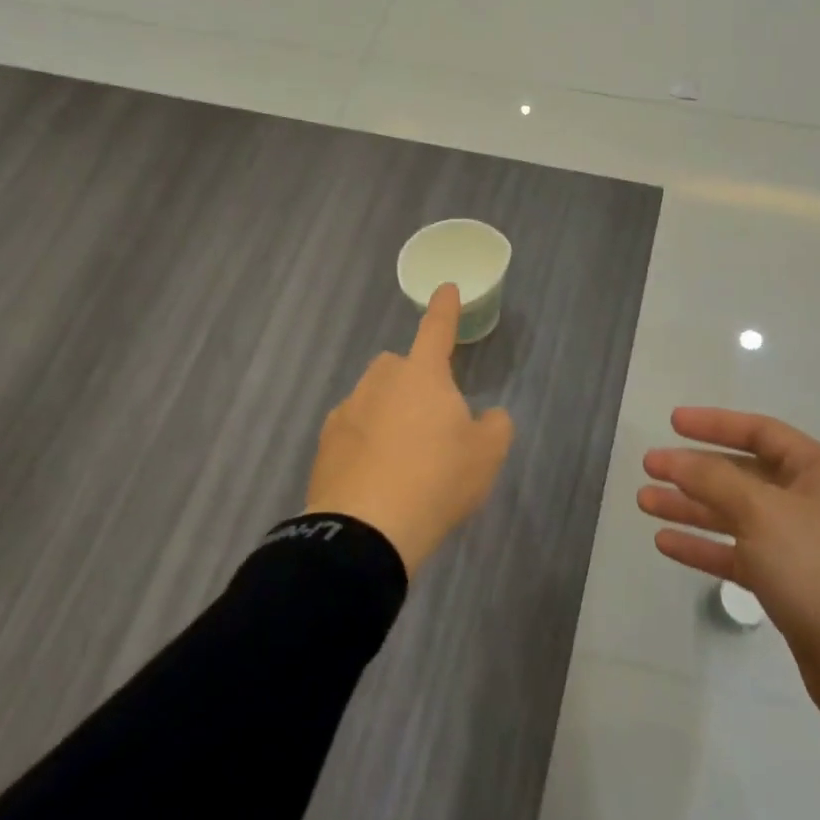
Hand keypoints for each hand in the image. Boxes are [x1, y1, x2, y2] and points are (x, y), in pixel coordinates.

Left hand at [304, 283, 514, 574]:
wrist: (367, 530)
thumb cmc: (437, 480)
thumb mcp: (487, 454)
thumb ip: (494, 425)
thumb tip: (486, 416)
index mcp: (423, 375)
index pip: (437, 330)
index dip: (445, 309)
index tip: (445, 288)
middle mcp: (380, 382)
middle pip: (401, 367)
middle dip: (415, 382)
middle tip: (432, 423)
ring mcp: (347, 411)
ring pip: (374, 399)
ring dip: (389, 414)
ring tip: (404, 461)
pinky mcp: (325, 444)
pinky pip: (353, 431)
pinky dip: (366, 444)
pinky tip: (377, 477)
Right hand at [639, 408, 819, 754]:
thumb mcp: (763, 513)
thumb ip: (714, 479)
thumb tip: (676, 459)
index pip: (760, 432)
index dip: (714, 424)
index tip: (672, 423)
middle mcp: (813, 501)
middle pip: (744, 474)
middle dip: (695, 471)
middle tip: (649, 468)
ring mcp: (803, 545)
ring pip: (737, 516)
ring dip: (693, 509)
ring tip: (645, 502)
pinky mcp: (792, 585)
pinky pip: (741, 554)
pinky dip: (706, 547)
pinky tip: (666, 543)